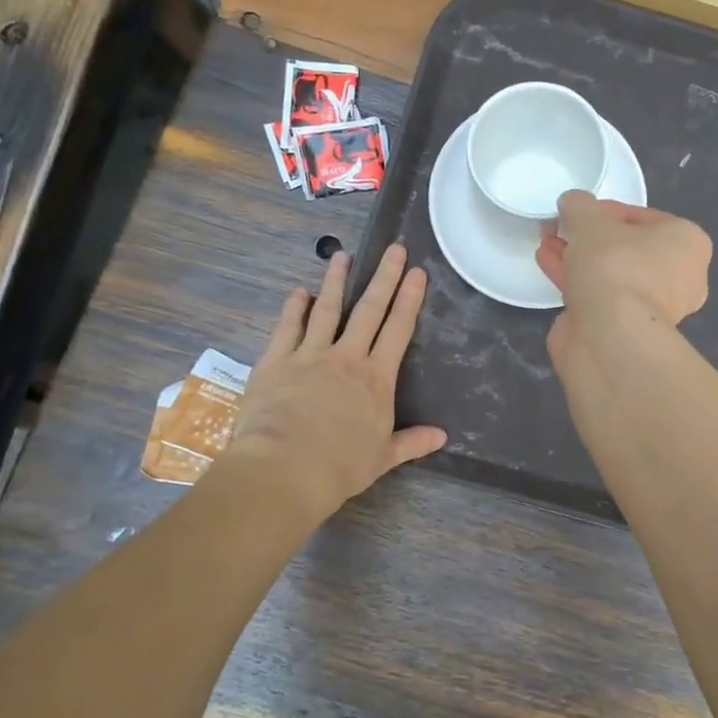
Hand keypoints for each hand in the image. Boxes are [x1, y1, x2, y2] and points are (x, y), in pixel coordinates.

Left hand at [226, 243, 445, 520]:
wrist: (285, 469)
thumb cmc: (340, 466)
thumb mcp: (383, 457)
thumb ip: (412, 442)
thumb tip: (442, 436)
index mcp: (376, 378)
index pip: (398, 330)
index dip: (410, 299)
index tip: (418, 272)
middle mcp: (346, 357)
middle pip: (369, 310)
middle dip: (384, 277)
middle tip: (394, 249)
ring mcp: (309, 355)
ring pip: (326, 310)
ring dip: (335, 281)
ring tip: (341, 255)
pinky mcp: (275, 361)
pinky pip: (286, 328)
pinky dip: (293, 308)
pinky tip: (298, 292)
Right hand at [535, 192, 711, 361]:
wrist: (611, 336)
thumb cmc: (615, 266)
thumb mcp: (591, 220)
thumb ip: (580, 206)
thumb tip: (572, 202)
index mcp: (688, 243)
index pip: (643, 216)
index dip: (606, 211)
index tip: (578, 212)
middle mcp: (680, 276)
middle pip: (627, 247)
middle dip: (591, 237)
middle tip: (563, 227)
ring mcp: (654, 308)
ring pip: (611, 273)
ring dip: (579, 258)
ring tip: (548, 242)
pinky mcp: (627, 329)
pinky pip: (600, 295)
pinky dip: (576, 280)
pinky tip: (547, 263)